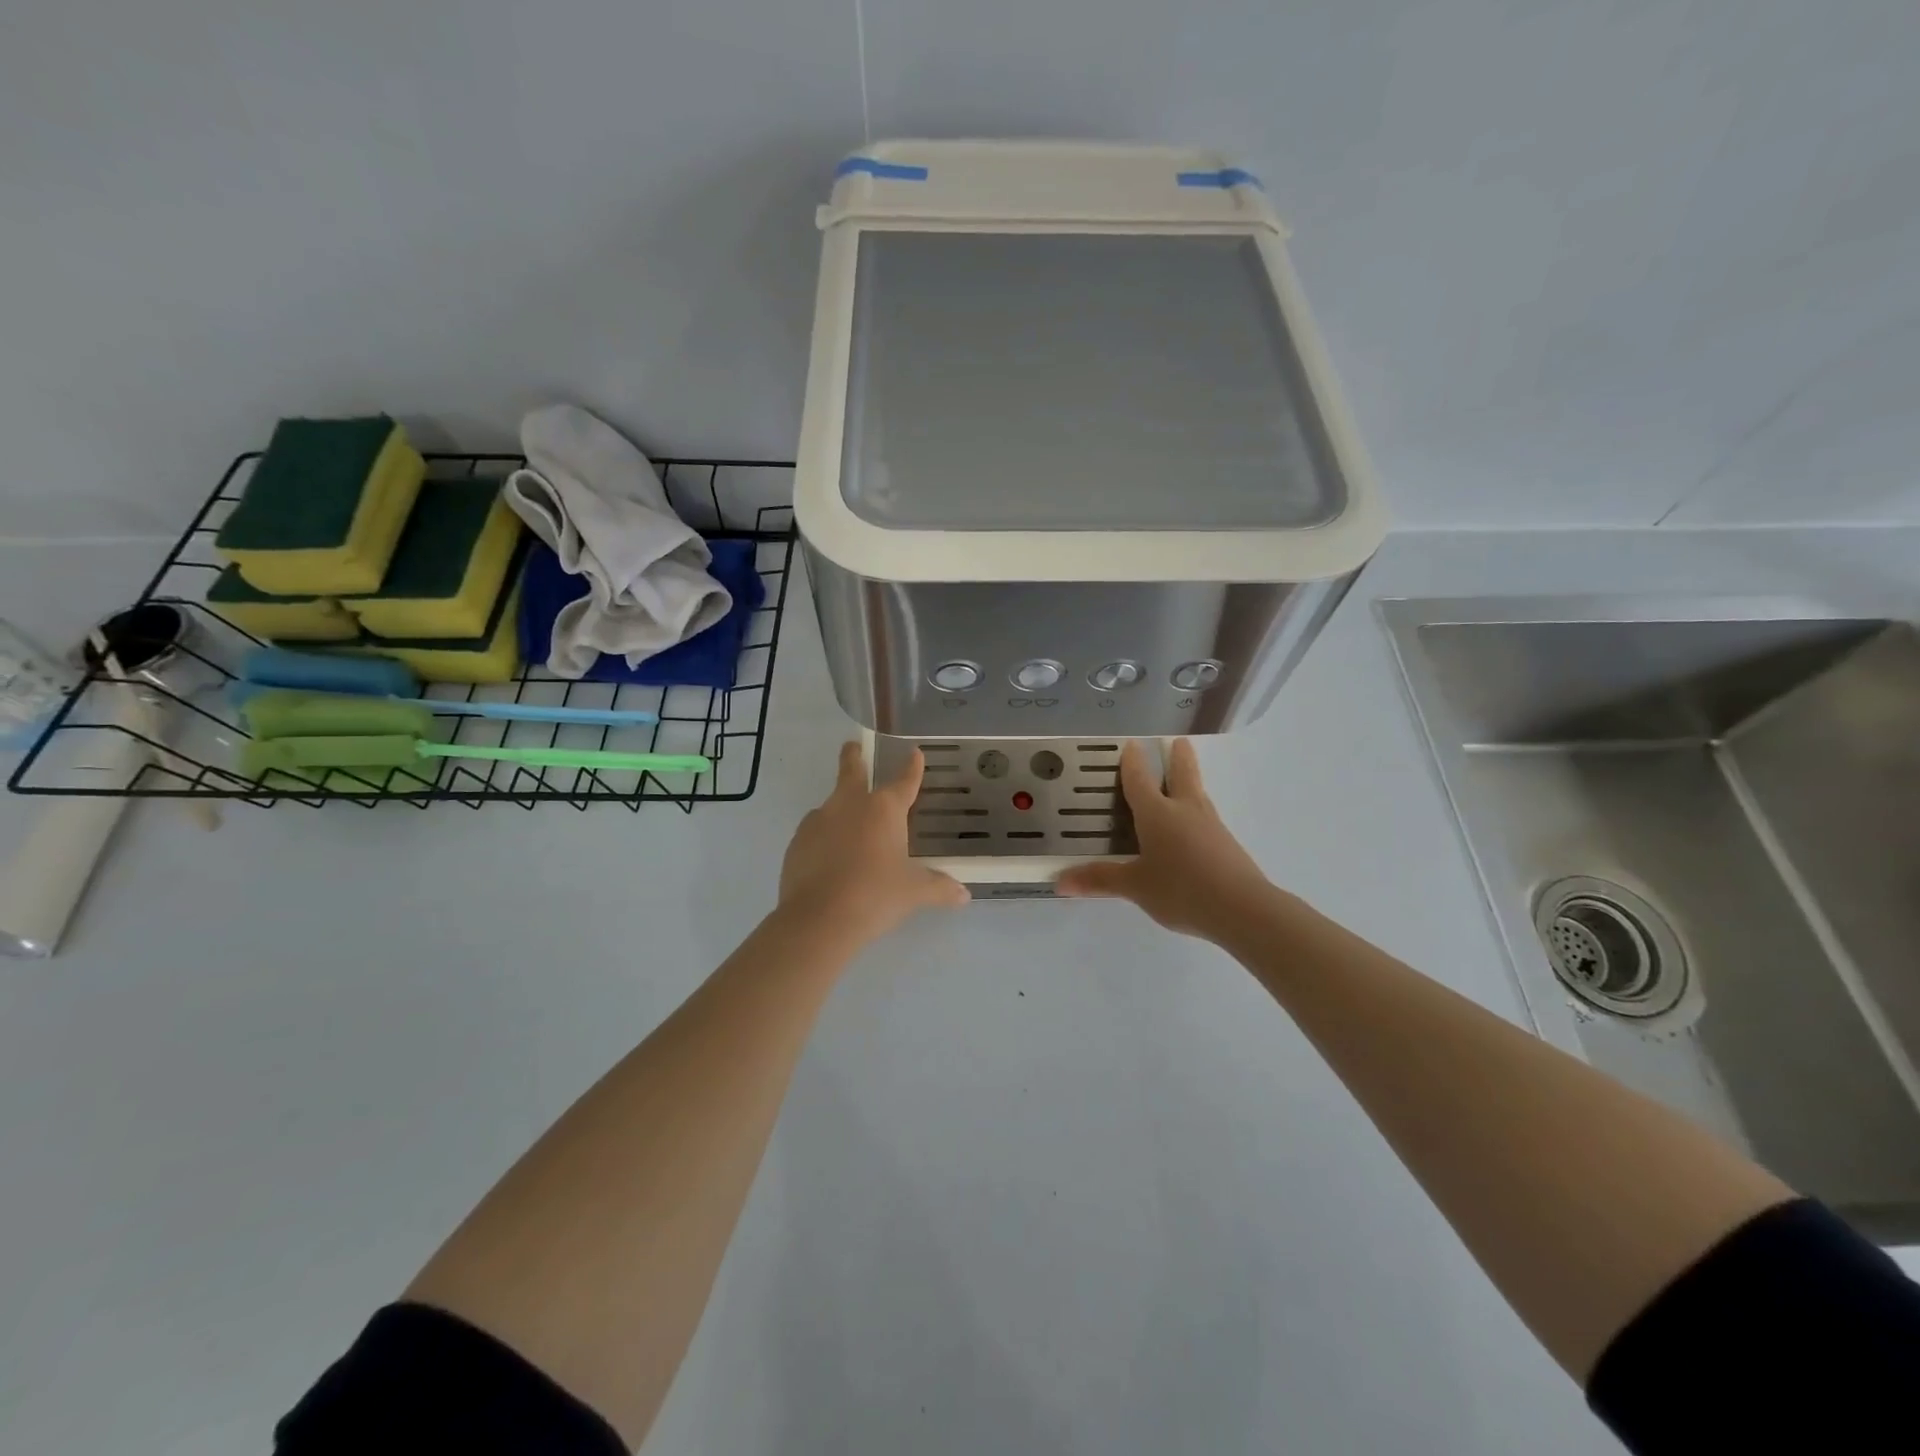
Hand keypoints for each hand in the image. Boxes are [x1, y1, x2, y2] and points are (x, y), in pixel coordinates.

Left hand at [779, 741, 968, 946]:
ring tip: (848, 829)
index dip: (911, 768)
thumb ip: (939, 889)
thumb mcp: (913, 893)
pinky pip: (815, 833)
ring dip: (839, 808)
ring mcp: (818, 822)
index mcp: (883, 809)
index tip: (914, 752)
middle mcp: (849, 805)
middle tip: (853, 746)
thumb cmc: (875, 896)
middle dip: (853, 756)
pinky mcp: (796, 843)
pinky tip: (830, 859)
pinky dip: (825, 839)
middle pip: (851, 771)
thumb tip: (963, 895)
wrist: (819, 919)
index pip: (903, 781)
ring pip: (830, 805)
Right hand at [1056, 740, 1274, 941]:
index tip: (1131, 744)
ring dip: (1191, 780)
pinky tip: (1194, 826)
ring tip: (1186, 778)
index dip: (1132, 762)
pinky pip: (1206, 818)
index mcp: (1157, 813)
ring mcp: (1211, 826)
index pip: (1140, 780)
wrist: (1243, 909)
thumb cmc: (1181, 889)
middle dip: (1178, 757)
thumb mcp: (1135, 886)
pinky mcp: (1227, 844)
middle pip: (1182, 774)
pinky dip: (1197, 811)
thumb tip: (1060, 881)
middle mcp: (1185, 810)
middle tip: (1178, 741)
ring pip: (1198, 794)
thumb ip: (1100, 880)